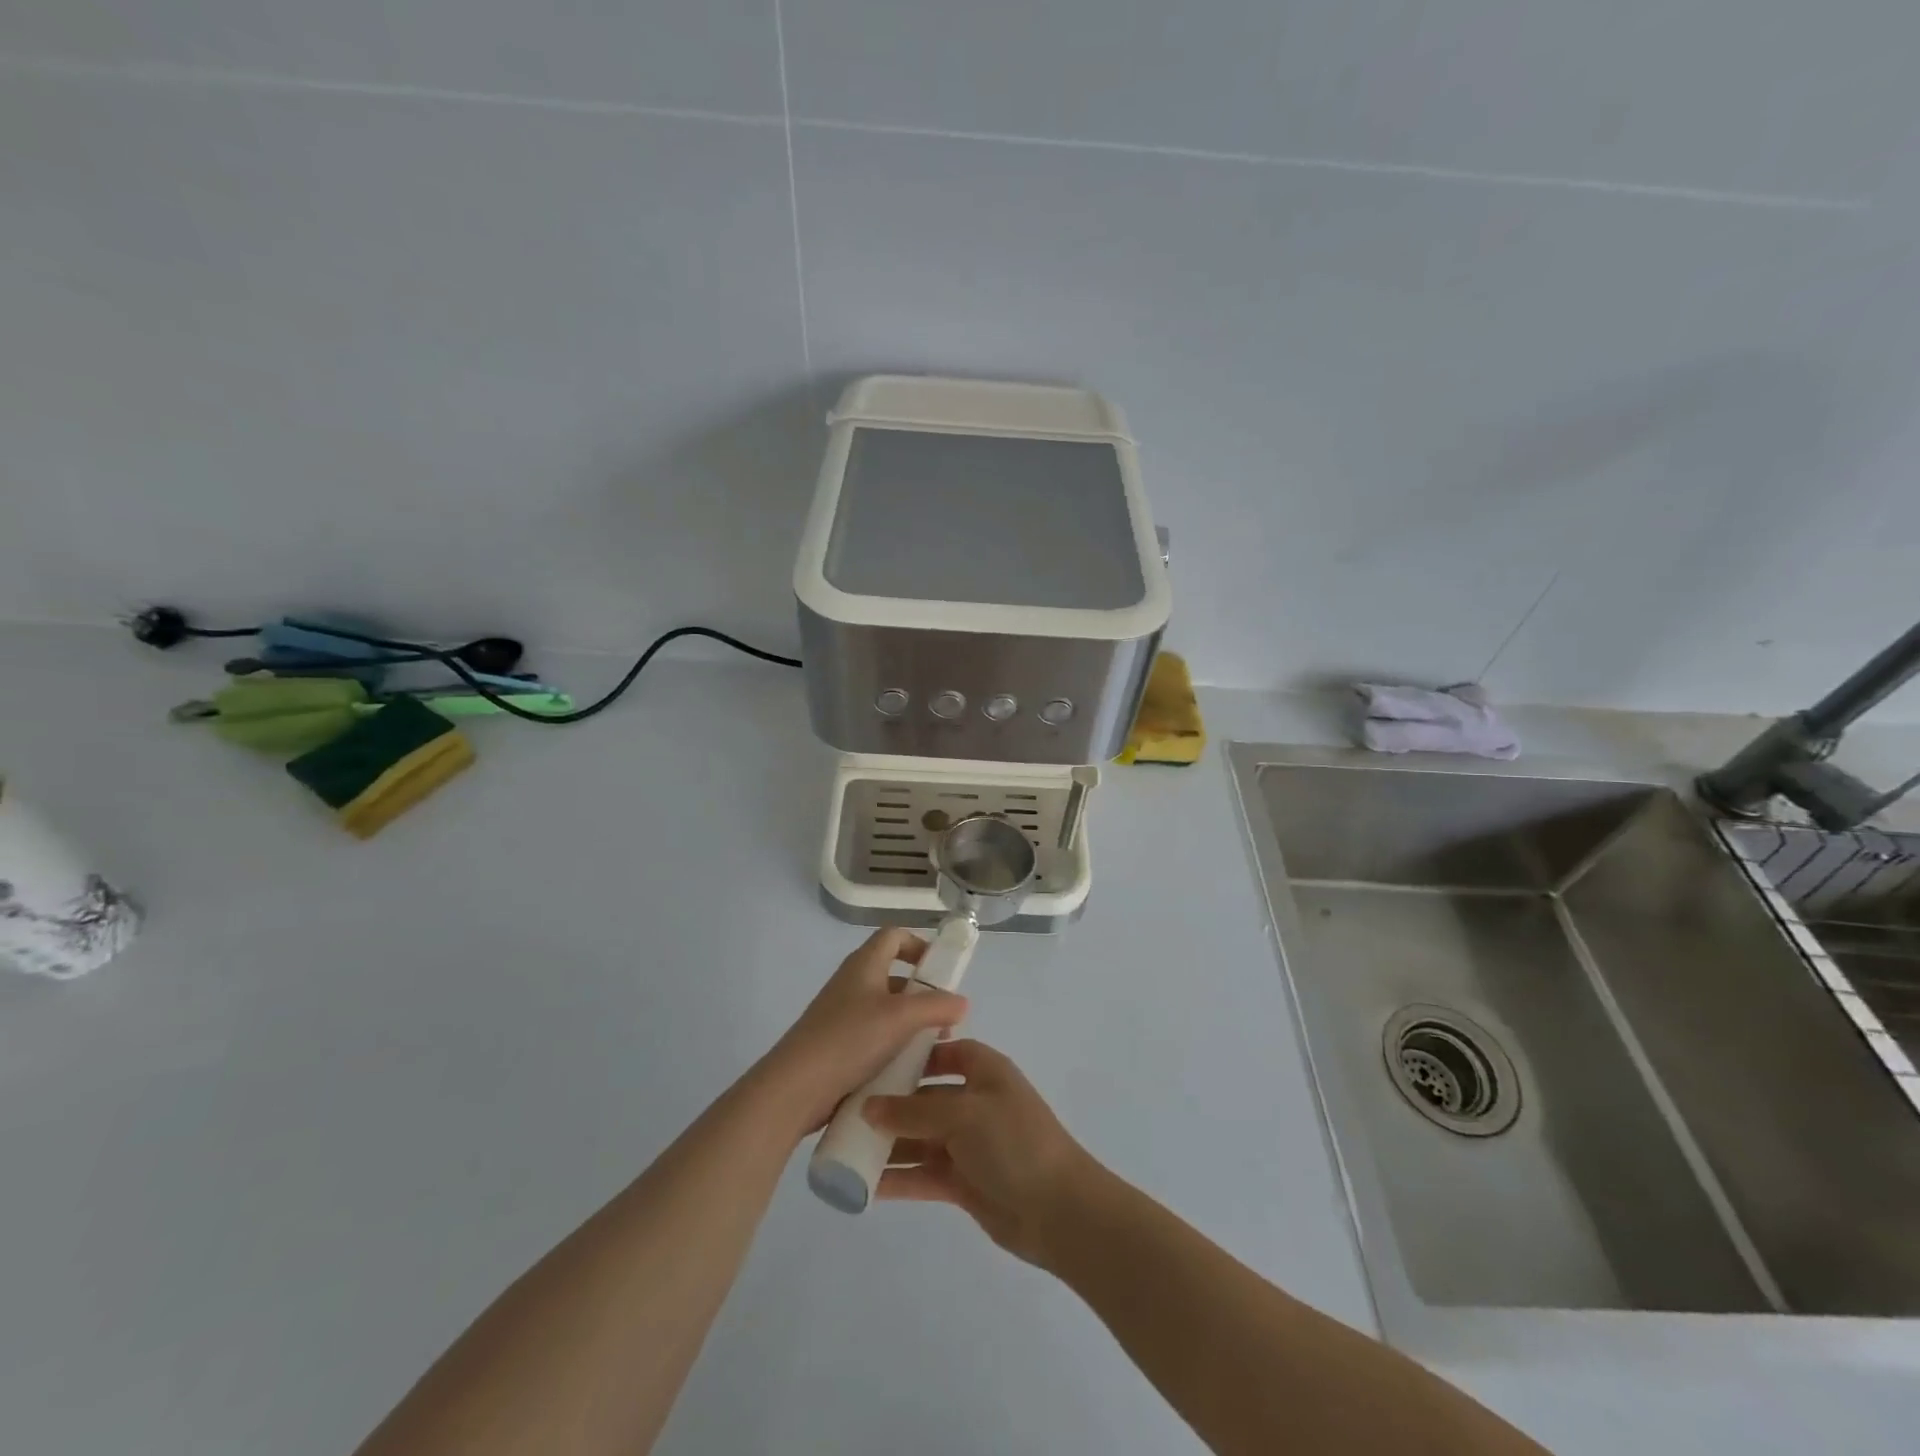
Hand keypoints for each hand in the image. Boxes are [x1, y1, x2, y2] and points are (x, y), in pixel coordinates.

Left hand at [754, 928, 967, 1139]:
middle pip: (893, 974)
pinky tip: (908, 1068)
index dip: (918, 944)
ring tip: (933, 1047)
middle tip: (945, 1017)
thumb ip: (936, 1006)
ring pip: (885, 1008)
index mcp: (864, 965)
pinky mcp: (837, 1044)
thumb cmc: (850, 1039)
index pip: (893, 936)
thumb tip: (962, 1002)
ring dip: (911, 1022)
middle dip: (922, 993)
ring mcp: (842, 1014)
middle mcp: (852, 983)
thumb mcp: (901, 1018)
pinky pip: (873, 1035)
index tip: (940, 970)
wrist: (796, 1087)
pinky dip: (893, 1044)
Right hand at [865, 1040, 1097, 1267]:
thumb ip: (913, 1111)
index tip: (875, 1061)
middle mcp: (975, 1102)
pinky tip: (863, 1184)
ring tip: (843, 1148)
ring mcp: (969, 1144)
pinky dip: (898, 1178)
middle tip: (844, 1111)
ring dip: (888, 1143)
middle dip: (889, 1104)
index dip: (915, 1054)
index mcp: (985, 1071)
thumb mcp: (963, 1115)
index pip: (946, 1051)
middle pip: (925, 1097)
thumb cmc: (1014, 1143)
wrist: (1059, 1211)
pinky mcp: (963, 1182)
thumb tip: (867, 1107)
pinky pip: (923, 1173)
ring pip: (920, 1137)